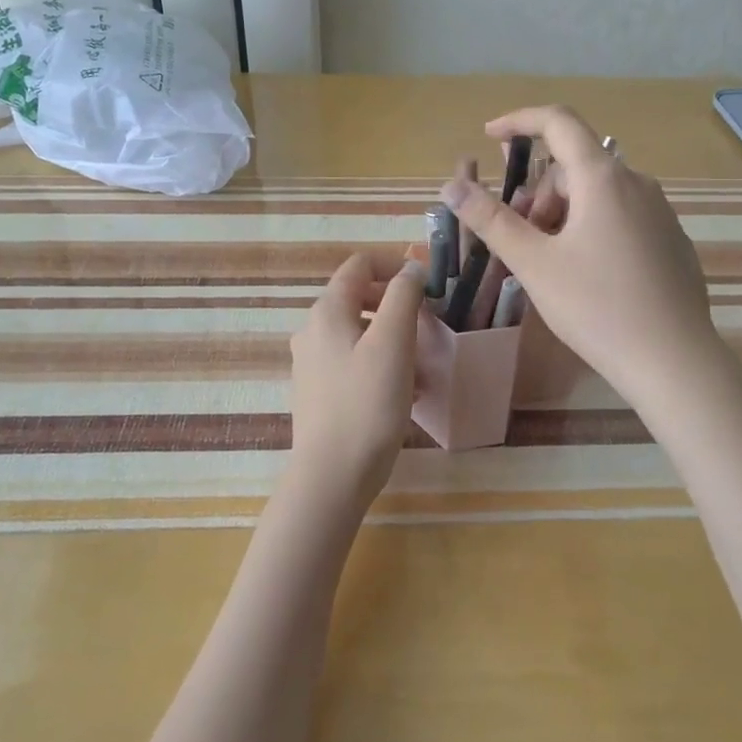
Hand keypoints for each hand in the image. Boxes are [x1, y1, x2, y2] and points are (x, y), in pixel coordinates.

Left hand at [287, 252, 426, 509]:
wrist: (332, 476)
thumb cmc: (367, 403)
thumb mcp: (393, 342)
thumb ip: (402, 296)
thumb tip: (410, 268)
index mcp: (327, 311)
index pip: (359, 265)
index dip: (395, 266)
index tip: (428, 287)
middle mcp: (312, 330)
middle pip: (359, 298)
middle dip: (397, 307)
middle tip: (429, 326)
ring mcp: (312, 363)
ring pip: (360, 333)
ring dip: (394, 339)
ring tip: (423, 367)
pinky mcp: (319, 391)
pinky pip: (355, 362)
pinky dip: (382, 365)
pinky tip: (406, 393)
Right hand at [443, 106, 724, 407]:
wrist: (674, 360)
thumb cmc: (597, 307)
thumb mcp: (534, 264)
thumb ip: (491, 220)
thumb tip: (452, 185)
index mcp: (602, 178)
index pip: (558, 121)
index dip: (519, 121)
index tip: (490, 137)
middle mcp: (636, 183)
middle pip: (574, 167)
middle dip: (538, 194)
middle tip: (520, 241)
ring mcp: (659, 211)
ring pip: (597, 194)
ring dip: (563, 214)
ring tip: (551, 264)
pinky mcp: (670, 239)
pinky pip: (620, 215)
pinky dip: (591, 228)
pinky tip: (588, 277)